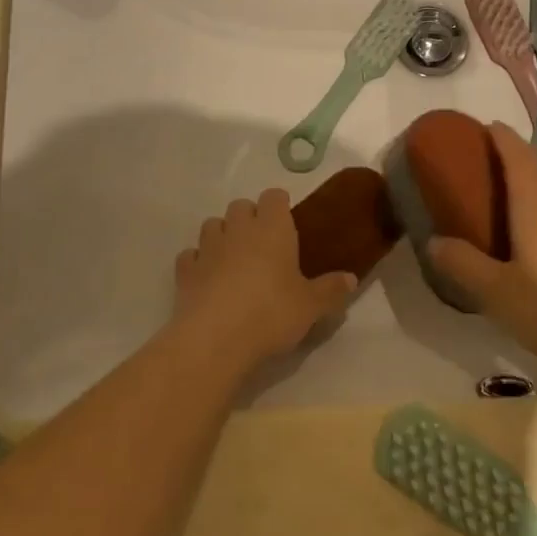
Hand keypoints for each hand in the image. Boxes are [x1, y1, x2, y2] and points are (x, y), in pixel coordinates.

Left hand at [172, 190, 356, 369]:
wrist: (215, 339)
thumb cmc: (271, 313)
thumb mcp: (311, 306)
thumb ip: (331, 290)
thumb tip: (351, 278)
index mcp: (272, 229)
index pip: (274, 197)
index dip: (280, 205)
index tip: (287, 221)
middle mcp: (239, 229)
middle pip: (240, 205)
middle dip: (250, 217)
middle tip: (264, 244)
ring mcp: (208, 248)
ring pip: (212, 224)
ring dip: (222, 234)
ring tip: (234, 258)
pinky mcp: (185, 271)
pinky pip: (191, 255)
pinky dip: (198, 261)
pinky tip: (207, 278)